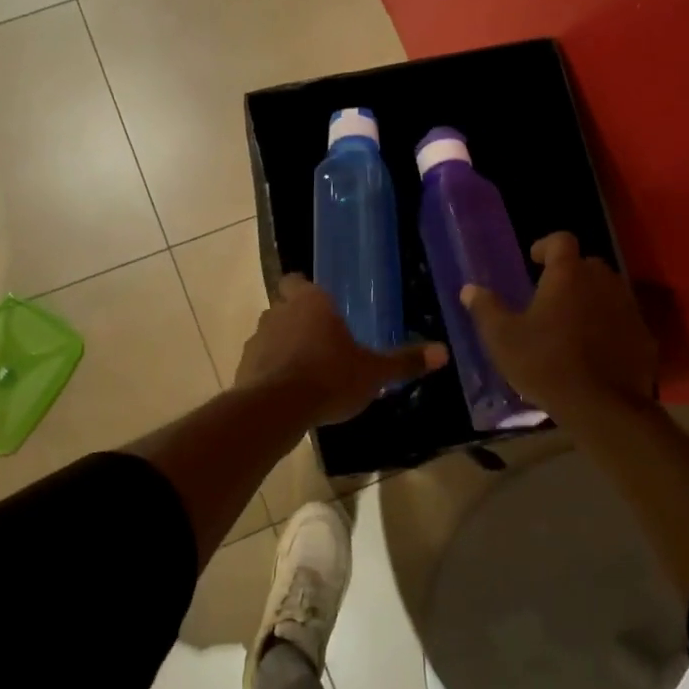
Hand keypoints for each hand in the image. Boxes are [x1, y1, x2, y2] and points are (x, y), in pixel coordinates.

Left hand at [235, 274, 447, 424]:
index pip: (298, 280)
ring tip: (304, 367)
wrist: (277, 407)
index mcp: (311, 302)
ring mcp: (258, 337)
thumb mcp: (373, 372)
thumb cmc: (330, 378)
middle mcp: (280, 311)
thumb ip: (404, 361)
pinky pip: (260, 359)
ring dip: (282, 344)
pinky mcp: (244, 364)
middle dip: (296, 317)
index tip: (318, 305)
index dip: (305, 290)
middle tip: (318, 337)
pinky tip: (286, 389)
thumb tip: (443, 352)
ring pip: (270, 332)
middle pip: (283, 305)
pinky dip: (270, 368)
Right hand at [461, 233, 657, 417]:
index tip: (534, 260)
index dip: (546, 246)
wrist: (603, 407)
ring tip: (571, 324)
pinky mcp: (644, 337)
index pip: (561, 240)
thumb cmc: (545, 364)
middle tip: (549, 297)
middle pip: (587, 265)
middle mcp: (603, 282)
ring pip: (608, 292)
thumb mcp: (502, 338)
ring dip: (590, 299)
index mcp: (567, 275)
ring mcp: (628, 309)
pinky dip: (609, 327)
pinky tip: (595, 351)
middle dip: (569, 274)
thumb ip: (485, 309)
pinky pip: (623, 321)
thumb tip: (470, 289)